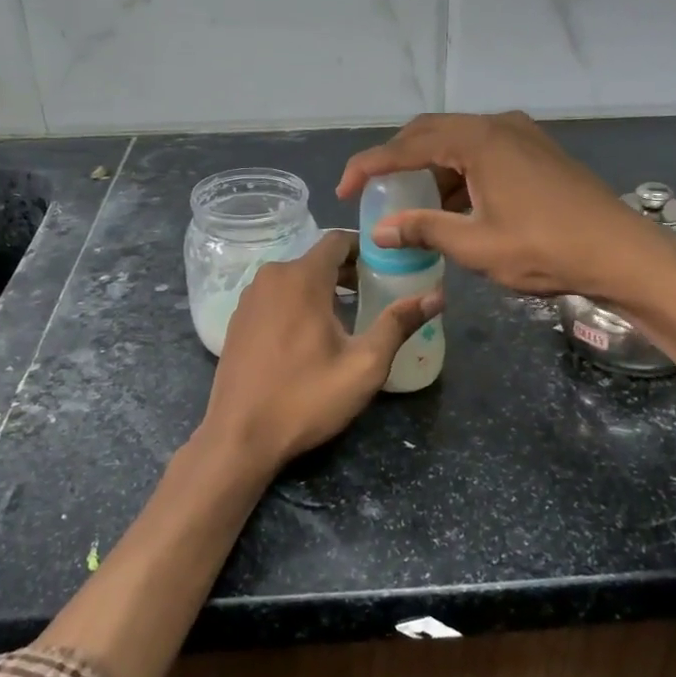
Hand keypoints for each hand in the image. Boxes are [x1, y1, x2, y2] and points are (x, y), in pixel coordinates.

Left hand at [197, 229, 440, 474]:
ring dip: (324, 288)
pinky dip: (298, 303)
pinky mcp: (238, 319)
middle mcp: (271, 277)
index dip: (367, 249)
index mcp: (301, 278)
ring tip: (350, 317)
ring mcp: (249, 298)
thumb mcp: (363, 365)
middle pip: (317, 259)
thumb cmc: (305, 398)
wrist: (239, 436)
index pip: (338, 240)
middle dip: (349, 272)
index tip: (390, 267)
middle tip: (377, 295)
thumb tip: (437, 297)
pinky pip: (276, 296)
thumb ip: (398, 324)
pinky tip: (312, 335)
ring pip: (295, 278)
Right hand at [339, 111, 675, 306]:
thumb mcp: (476, 246)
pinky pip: (482, 151)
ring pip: (458, 141)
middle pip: (430, 132)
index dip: (369, 166)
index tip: (344, 189)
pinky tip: (454, 205)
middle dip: (397, 160)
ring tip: (412, 205)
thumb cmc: (545, 249)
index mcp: (479, 141)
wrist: (621, 252)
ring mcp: (522, 135)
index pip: (407, 145)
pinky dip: (458, 173)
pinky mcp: (537, 151)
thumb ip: (424, 229)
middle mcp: (498, 125)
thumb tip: (380, 230)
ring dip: (430, 168)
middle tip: (374, 191)